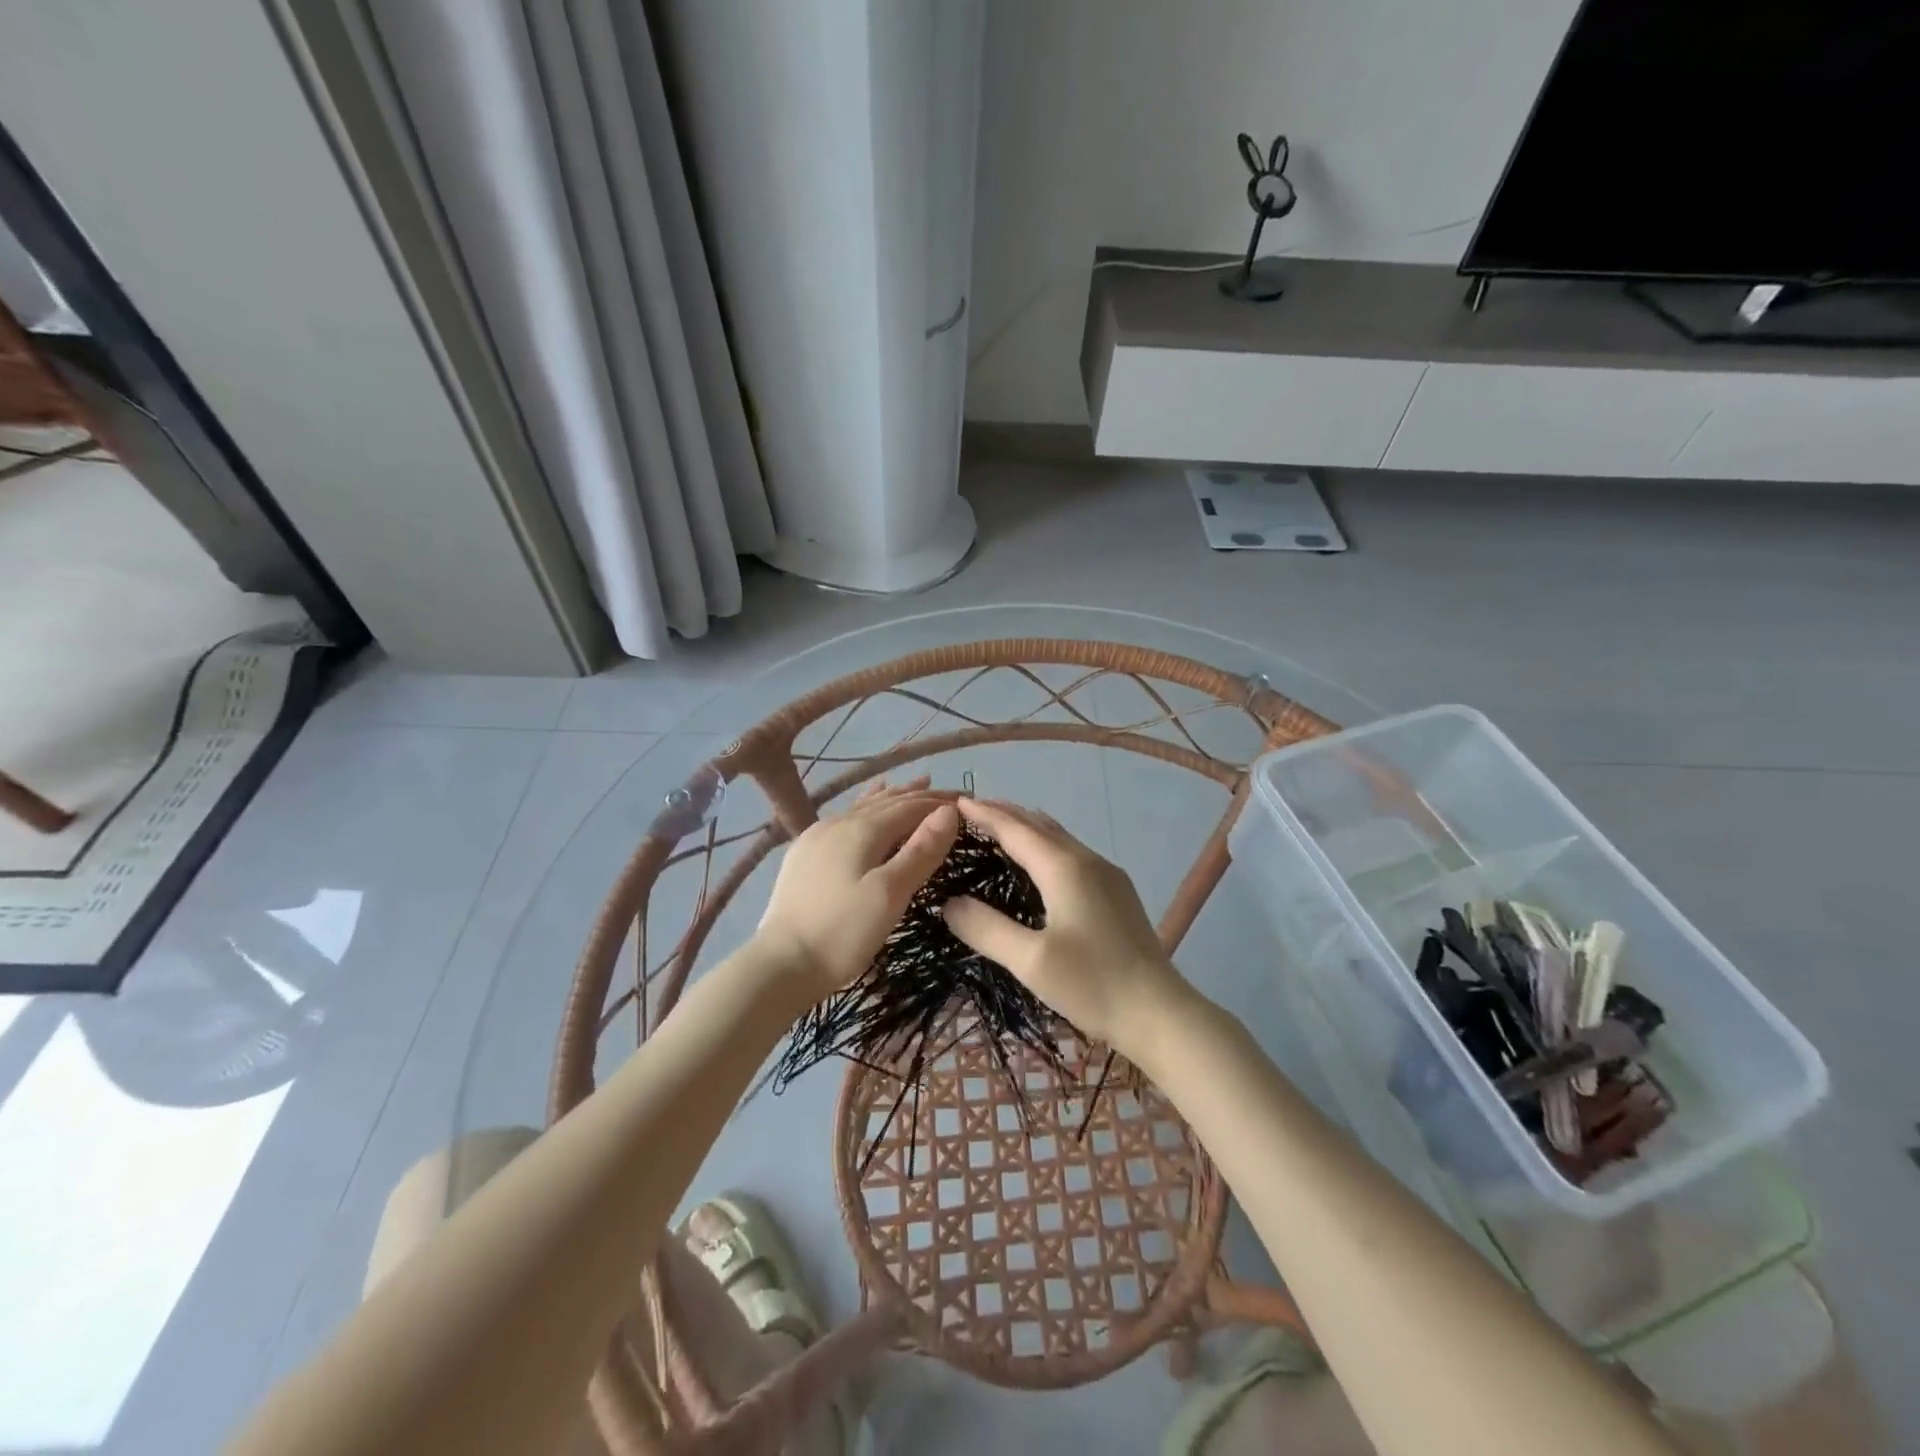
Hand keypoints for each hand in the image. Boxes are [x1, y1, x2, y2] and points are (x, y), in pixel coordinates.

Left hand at [754, 779, 959, 1005]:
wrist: (781, 964)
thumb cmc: (843, 932)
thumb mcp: (890, 894)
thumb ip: (920, 851)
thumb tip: (949, 812)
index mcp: (862, 829)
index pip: (910, 806)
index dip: (939, 803)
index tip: (968, 801)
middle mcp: (838, 823)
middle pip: (887, 802)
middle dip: (919, 796)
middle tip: (950, 793)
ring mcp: (816, 837)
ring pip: (863, 808)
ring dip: (893, 797)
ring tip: (915, 784)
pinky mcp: (804, 855)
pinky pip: (845, 820)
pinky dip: (866, 809)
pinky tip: (863, 808)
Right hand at [941, 797, 1194, 1060]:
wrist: (1159, 1012)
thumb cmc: (1092, 984)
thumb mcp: (1030, 962)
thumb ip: (986, 929)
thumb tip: (950, 903)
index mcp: (1064, 868)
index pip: (1016, 829)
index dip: (985, 815)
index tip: (956, 802)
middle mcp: (1087, 860)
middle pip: (1039, 825)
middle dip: (1005, 813)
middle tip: (971, 811)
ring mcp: (1107, 874)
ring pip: (1059, 837)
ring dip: (1027, 828)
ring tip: (998, 828)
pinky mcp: (1117, 892)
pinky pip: (1072, 853)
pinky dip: (1045, 845)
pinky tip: (1038, 863)